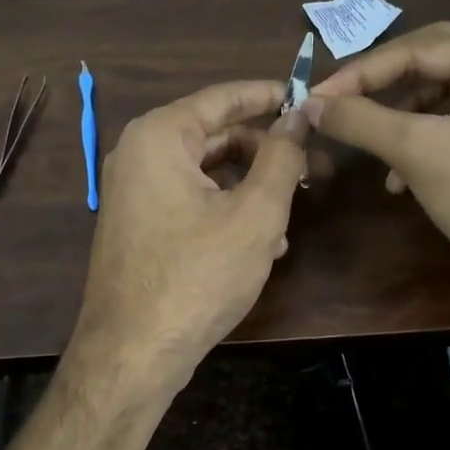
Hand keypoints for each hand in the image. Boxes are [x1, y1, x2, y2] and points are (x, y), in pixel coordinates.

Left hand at [71, 80, 310, 391]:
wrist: (133, 353)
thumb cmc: (197, 276)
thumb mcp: (254, 214)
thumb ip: (281, 158)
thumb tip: (298, 118)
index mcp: (159, 136)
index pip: (224, 97)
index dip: (272, 96)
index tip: (310, 99)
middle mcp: (139, 155)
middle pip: (216, 136)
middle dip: (268, 153)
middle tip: (315, 170)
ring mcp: (135, 194)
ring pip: (207, 175)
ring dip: (253, 190)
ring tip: (292, 218)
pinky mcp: (140, 228)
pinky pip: (191, 203)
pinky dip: (228, 214)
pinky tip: (263, 245)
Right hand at [306, 23, 449, 304]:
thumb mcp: (419, 152)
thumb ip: (361, 120)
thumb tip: (311, 103)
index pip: (418, 48)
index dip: (361, 72)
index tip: (316, 96)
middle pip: (427, 65)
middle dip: (379, 87)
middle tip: (337, 102)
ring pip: (434, 100)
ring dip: (395, 122)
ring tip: (366, 146)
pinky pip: (446, 129)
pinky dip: (415, 147)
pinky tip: (396, 180)